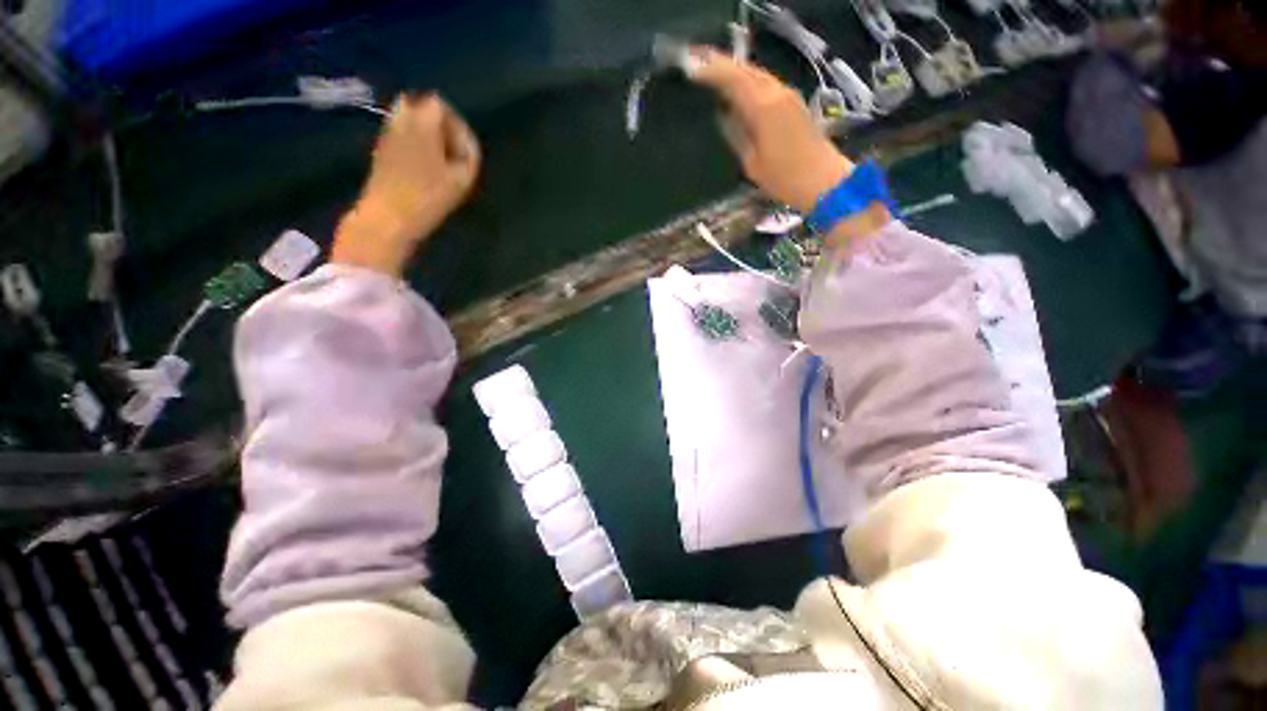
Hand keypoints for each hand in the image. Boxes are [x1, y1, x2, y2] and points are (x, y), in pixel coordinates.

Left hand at [333, 93, 480, 274]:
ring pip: (410, 120)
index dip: (457, 125)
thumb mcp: (462, 178)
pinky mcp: (380, 149)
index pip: (441, 104)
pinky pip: (401, 134)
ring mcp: (387, 133)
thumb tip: (465, 142)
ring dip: (427, 135)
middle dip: (440, 125)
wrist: (387, 218)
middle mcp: (401, 119)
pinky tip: (422, 168)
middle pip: (423, 107)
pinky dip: (414, 143)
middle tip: (451, 153)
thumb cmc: (428, 198)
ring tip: (438, 162)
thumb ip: (469, 154)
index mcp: (422, 123)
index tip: (463, 150)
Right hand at [686, 47, 852, 212]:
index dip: (712, 72)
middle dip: (722, 65)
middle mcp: (776, 93)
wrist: (822, 180)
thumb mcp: (751, 162)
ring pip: (758, 74)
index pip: (733, 79)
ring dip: (736, 71)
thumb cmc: (783, 178)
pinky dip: (749, 81)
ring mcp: (788, 95)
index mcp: (763, 108)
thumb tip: (723, 115)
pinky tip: (739, 89)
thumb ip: (736, 135)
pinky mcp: (794, 103)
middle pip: (746, 70)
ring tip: (715, 74)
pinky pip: (767, 83)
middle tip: (700, 66)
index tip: (692, 71)